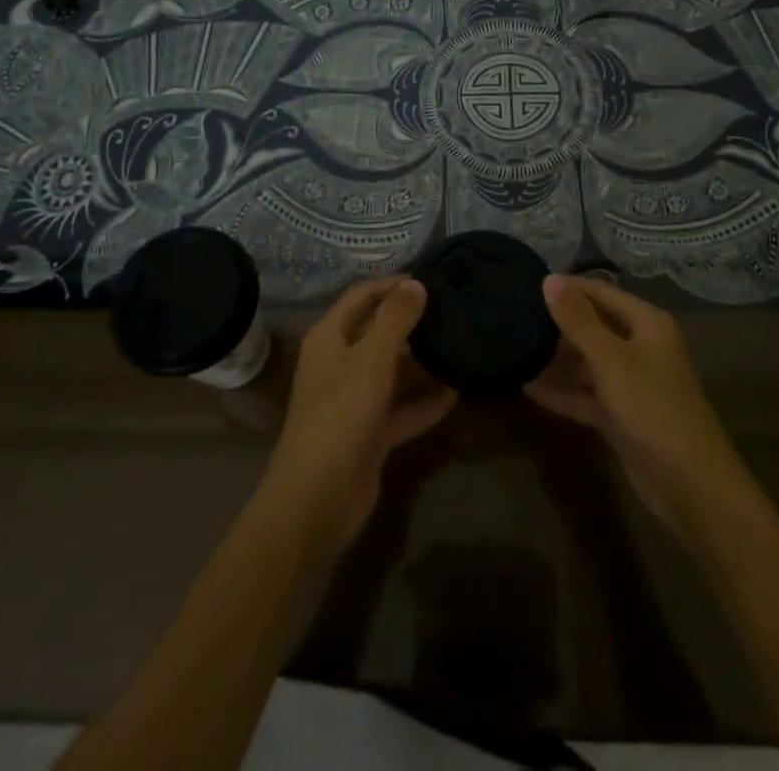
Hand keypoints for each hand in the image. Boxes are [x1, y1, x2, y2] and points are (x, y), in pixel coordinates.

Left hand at [259, 277, 456, 558]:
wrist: (316, 500)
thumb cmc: (340, 416)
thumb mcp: (371, 360)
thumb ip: (396, 319)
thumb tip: (417, 283)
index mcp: (330, 338)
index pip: (362, 296)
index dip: (392, 284)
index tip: (431, 277)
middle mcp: (340, 363)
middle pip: (379, 331)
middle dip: (413, 321)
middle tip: (454, 309)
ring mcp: (355, 400)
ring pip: (393, 371)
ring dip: (423, 362)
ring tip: (462, 343)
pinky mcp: (371, 434)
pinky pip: (403, 409)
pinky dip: (426, 401)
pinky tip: (458, 392)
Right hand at [525, 274, 748, 539]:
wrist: (691, 486)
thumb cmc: (652, 408)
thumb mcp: (610, 359)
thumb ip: (578, 320)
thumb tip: (549, 279)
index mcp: (647, 325)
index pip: (601, 292)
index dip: (567, 287)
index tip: (527, 284)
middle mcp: (641, 348)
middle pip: (594, 326)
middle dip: (557, 323)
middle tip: (514, 316)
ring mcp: (632, 385)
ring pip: (588, 363)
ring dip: (556, 359)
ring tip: (514, 347)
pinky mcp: (622, 417)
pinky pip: (587, 395)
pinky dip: (562, 391)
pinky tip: (527, 386)